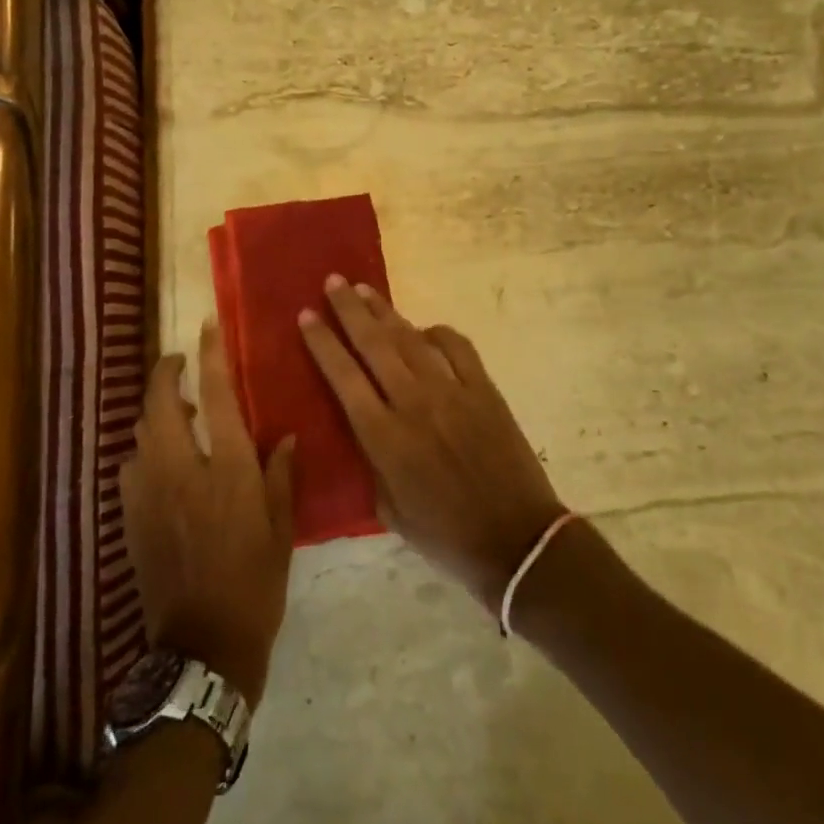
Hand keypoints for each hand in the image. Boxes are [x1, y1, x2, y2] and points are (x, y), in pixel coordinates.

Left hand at [120, 319, 296, 704]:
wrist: (202, 646)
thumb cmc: (254, 583)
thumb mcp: (280, 528)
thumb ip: (280, 475)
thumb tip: (283, 437)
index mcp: (227, 469)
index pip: (217, 396)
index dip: (211, 356)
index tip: (208, 327)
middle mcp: (182, 470)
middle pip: (161, 403)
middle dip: (165, 373)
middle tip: (179, 362)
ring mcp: (149, 493)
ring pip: (141, 431)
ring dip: (155, 411)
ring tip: (178, 411)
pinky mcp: (131, 517)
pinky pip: (131, 465)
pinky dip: (144, 448)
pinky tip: (160, 459)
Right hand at [298, 277, 565, 612]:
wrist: (517, 540)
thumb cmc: (446, 535)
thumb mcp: (388, 509)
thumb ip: (370, 460)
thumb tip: (362, 423)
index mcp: (385, 437)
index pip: (344, 377)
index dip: (323, 343)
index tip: (306, 315)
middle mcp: (414, 404)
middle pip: (374, 344)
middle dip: (349, 310)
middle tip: (332, 282)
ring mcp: (453, 392)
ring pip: (410, 338)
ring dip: (384, 312)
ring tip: (364, 290)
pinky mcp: (484, 390)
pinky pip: (457, 347)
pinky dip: (437, 332)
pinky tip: (424, 328)